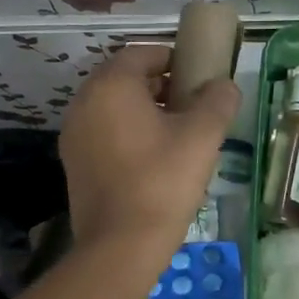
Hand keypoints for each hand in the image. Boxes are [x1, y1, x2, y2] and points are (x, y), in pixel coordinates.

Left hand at [60, 44, 239, 252]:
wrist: (120, 245)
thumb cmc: (163, 181)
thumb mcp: (203, 136)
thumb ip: (217, 101)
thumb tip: (224, 86)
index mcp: (112, 86)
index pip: (142, 53)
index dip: (173, 58)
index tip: (198, 74)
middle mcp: (84, 102)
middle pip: (125, 79)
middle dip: (160, 84)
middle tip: (192, 102)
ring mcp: (74, 134)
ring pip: (113, 106)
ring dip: (144, 109)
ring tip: (178, 131)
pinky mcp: (73, 163)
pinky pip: (103, 132)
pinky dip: (127, 132)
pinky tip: (154, 157)